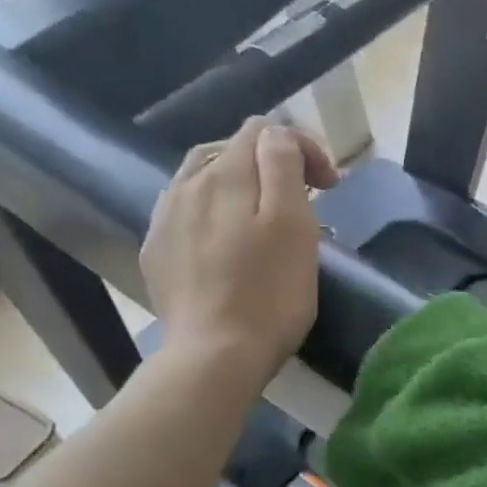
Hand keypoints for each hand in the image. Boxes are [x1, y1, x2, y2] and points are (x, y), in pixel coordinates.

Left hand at [140, 116, 338, 377]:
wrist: (215, 356)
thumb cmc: (270, 295)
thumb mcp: (293, 225)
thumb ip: (283, 166)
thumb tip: (277, 135)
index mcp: (227, 175)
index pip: (265, 130)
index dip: (304, 148)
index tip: (330, 188)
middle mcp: (188, 185)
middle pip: (231, 149)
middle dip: (270, 163)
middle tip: (303, 200)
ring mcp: (165, 218)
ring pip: (202, 177)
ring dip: (238, 184)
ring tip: (261, 216)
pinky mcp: (157, 251)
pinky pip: (184, 211)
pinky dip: (212, 212)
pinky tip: (225, 241)